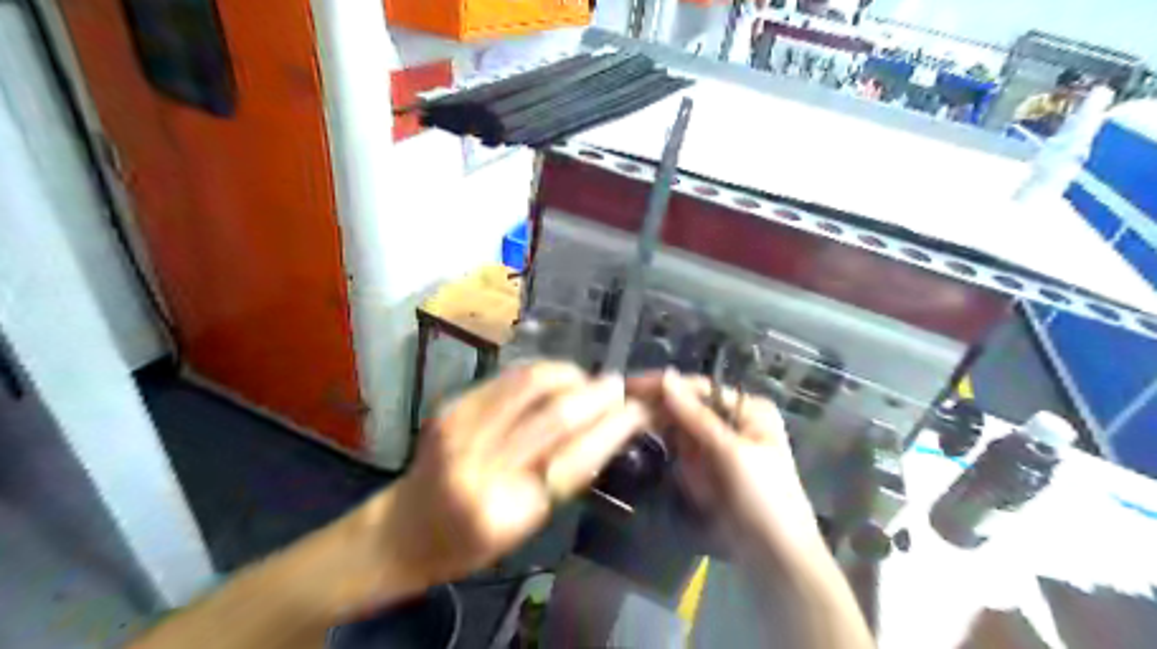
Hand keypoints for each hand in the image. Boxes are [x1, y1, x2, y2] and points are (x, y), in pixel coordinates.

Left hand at [365, 360, 645, 598]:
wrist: (406, 527)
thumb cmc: (472, 539)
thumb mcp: (528, 524)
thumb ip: (566, 475)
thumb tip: (609, 427)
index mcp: (506, 512)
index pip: (575, 459)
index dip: (613, 428)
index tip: (638, 410)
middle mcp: (480, 465)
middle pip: (556, 415)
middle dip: (598, 395)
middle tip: (619, 387)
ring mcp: (460, 428)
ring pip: (533, 383)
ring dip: (571, 376)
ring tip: (588, 381)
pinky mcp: (451, 405)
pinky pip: (509, 377)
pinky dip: (543, 373)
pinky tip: (557, 378)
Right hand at [628, 373, 826, 558]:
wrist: (776, 558)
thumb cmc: (764, 498)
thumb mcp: (731, 452)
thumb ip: (695, 416)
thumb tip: (666, 377)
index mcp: (747, 409)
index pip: (699, 388)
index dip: (664, 385)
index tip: (629, 385)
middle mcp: (731, 421)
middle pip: (686, 405)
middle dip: (656, 404)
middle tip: (618, 402)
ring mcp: (717, 445)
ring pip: (678, 426)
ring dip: (654, 421)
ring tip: (622, 415)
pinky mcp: (705, 468)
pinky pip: (679, 448)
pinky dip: (662, 442)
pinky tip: (639, 433)